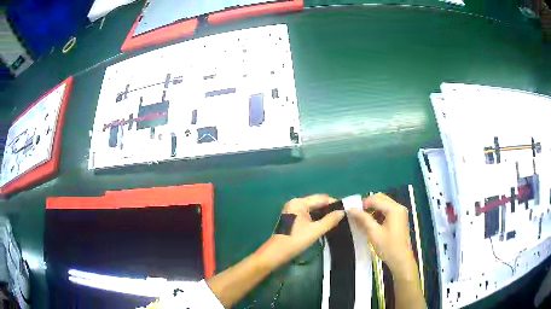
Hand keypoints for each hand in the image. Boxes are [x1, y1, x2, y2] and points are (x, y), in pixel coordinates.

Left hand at [257, 194, 344, 268]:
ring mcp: (293, 210)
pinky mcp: (292, 218)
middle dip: (329, 208)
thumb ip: (330, 220)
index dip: (334, 203)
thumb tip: (342, 212)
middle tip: (343, 216)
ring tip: (337, 220)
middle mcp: (295, 203)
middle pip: (316, 202)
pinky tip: (325, 223)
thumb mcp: (315, 231)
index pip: (321, 198)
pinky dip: (316, 218)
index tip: (346, 209)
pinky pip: (308, 214)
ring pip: (313, 209)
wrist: (276, 253)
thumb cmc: (295, 240)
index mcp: (299, 203)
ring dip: (324, 213)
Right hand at [348, 193, 415, 275]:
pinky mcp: (399, 218)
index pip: (375, 199)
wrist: (401, 260)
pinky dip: (378, 213)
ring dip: (372, 209)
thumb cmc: (388, 247)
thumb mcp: (373, 233)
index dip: (362, 204)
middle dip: (368, 205)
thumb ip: (363, 218)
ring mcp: (400, 212)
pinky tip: (372, 223)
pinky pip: (387, 210)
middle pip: (380, 198)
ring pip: (383, 204)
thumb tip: (351, 209)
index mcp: (394, 209)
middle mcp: (398, 207)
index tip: (352, 211)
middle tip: (357, 215)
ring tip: (363, 220)